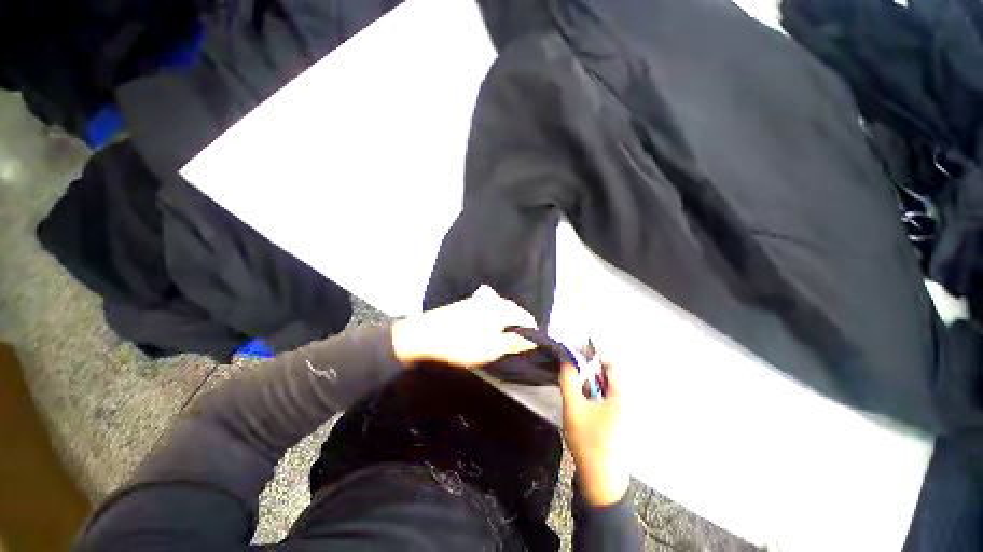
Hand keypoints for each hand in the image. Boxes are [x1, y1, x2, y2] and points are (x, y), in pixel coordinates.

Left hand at [391, 285, 536, 367]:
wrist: (425, 335)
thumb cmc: (463, 343)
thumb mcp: (493, 347)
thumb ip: (515, 342)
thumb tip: (532, 340)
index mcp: (502, 307)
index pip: (527, 318)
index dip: (531, 334)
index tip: (529, 349)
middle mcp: (493, 298)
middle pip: (514, 313)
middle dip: (518, 329)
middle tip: (514, 347)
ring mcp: (478, 299)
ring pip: (501, 311)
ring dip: (505, 325)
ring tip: (501, 340)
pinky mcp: (468, 303)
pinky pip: (489, 310)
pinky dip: (493, 321)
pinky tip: (486, 330)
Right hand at [560, 360, 629, 506]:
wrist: (600, 478)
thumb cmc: (588, 439)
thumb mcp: (573, 406)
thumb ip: (569, 380)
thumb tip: (566, 359)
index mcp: (619, 395)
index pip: (608, 364)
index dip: (592, 354)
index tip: (574, 352)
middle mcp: (624, 400)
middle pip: (605, 374)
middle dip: (587, 369)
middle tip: (570, 371)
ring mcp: (621, 411)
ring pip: (603, 386)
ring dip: (587, 381)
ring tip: (573, 386)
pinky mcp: (615, 419)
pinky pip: (603, 397)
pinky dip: (591, 393)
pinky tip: (580, 400)